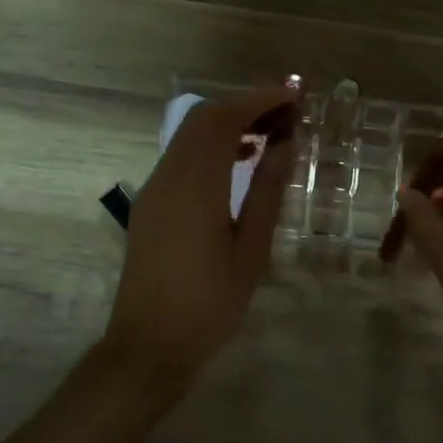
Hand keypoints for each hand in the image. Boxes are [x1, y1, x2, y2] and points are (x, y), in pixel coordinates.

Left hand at [102, 84, 298, 388]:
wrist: (149, 347)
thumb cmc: (210, 304)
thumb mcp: (251, 250)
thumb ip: (267, 191)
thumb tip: (285, 143)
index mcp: (195, 186)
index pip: (223, 120)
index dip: (258, 99)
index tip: (293, 95)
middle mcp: (168, 177)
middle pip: (201, 119)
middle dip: (244, 105)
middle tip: (286, 112)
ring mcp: (154, 190)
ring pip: (188, 136)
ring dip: (227, 124)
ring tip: (270, 134)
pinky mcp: (150, 205)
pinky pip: (181, 158)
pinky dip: (211, 146)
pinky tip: (239, 163)